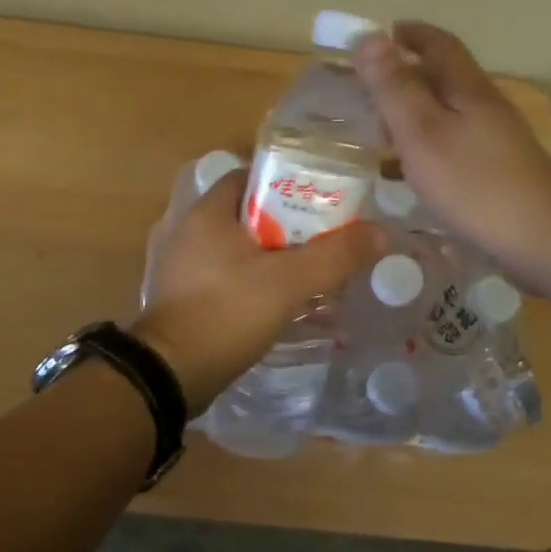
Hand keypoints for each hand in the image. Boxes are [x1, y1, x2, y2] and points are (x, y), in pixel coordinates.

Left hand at [134, 172, 384, 414]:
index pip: (249, 176)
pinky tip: (287, 305)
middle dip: (290, 226)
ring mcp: (185, 267)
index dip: (285, 181)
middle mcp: (191, 232)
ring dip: (277, 259)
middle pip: (250, 215)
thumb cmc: (226, 312)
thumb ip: (334, 256)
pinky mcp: (187, 298)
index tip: (319, 197)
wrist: (170, 375)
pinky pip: (230, 278)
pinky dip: (258, 284)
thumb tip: (381, 232)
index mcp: (208, 213)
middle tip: (326, 239)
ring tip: (314, 274)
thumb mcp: (287, 281)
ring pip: (242, 250)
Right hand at [354, 22, 550, 285]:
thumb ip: (394, 87)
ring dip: (415, 112)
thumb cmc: (474, 183)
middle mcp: (486, 107)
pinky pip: (454, 143)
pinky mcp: (498, 171)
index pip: (439, 45)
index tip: (382, 33)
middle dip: (407, 74)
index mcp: (468, 89)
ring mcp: (496, 141)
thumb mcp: (422, 132)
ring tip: (381, 130)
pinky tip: (414, 169)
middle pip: (445, 78)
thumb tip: (368, 36)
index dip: (411, 34)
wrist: (542, 238)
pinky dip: (427, 143)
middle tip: (368, 89)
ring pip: (448, 113)